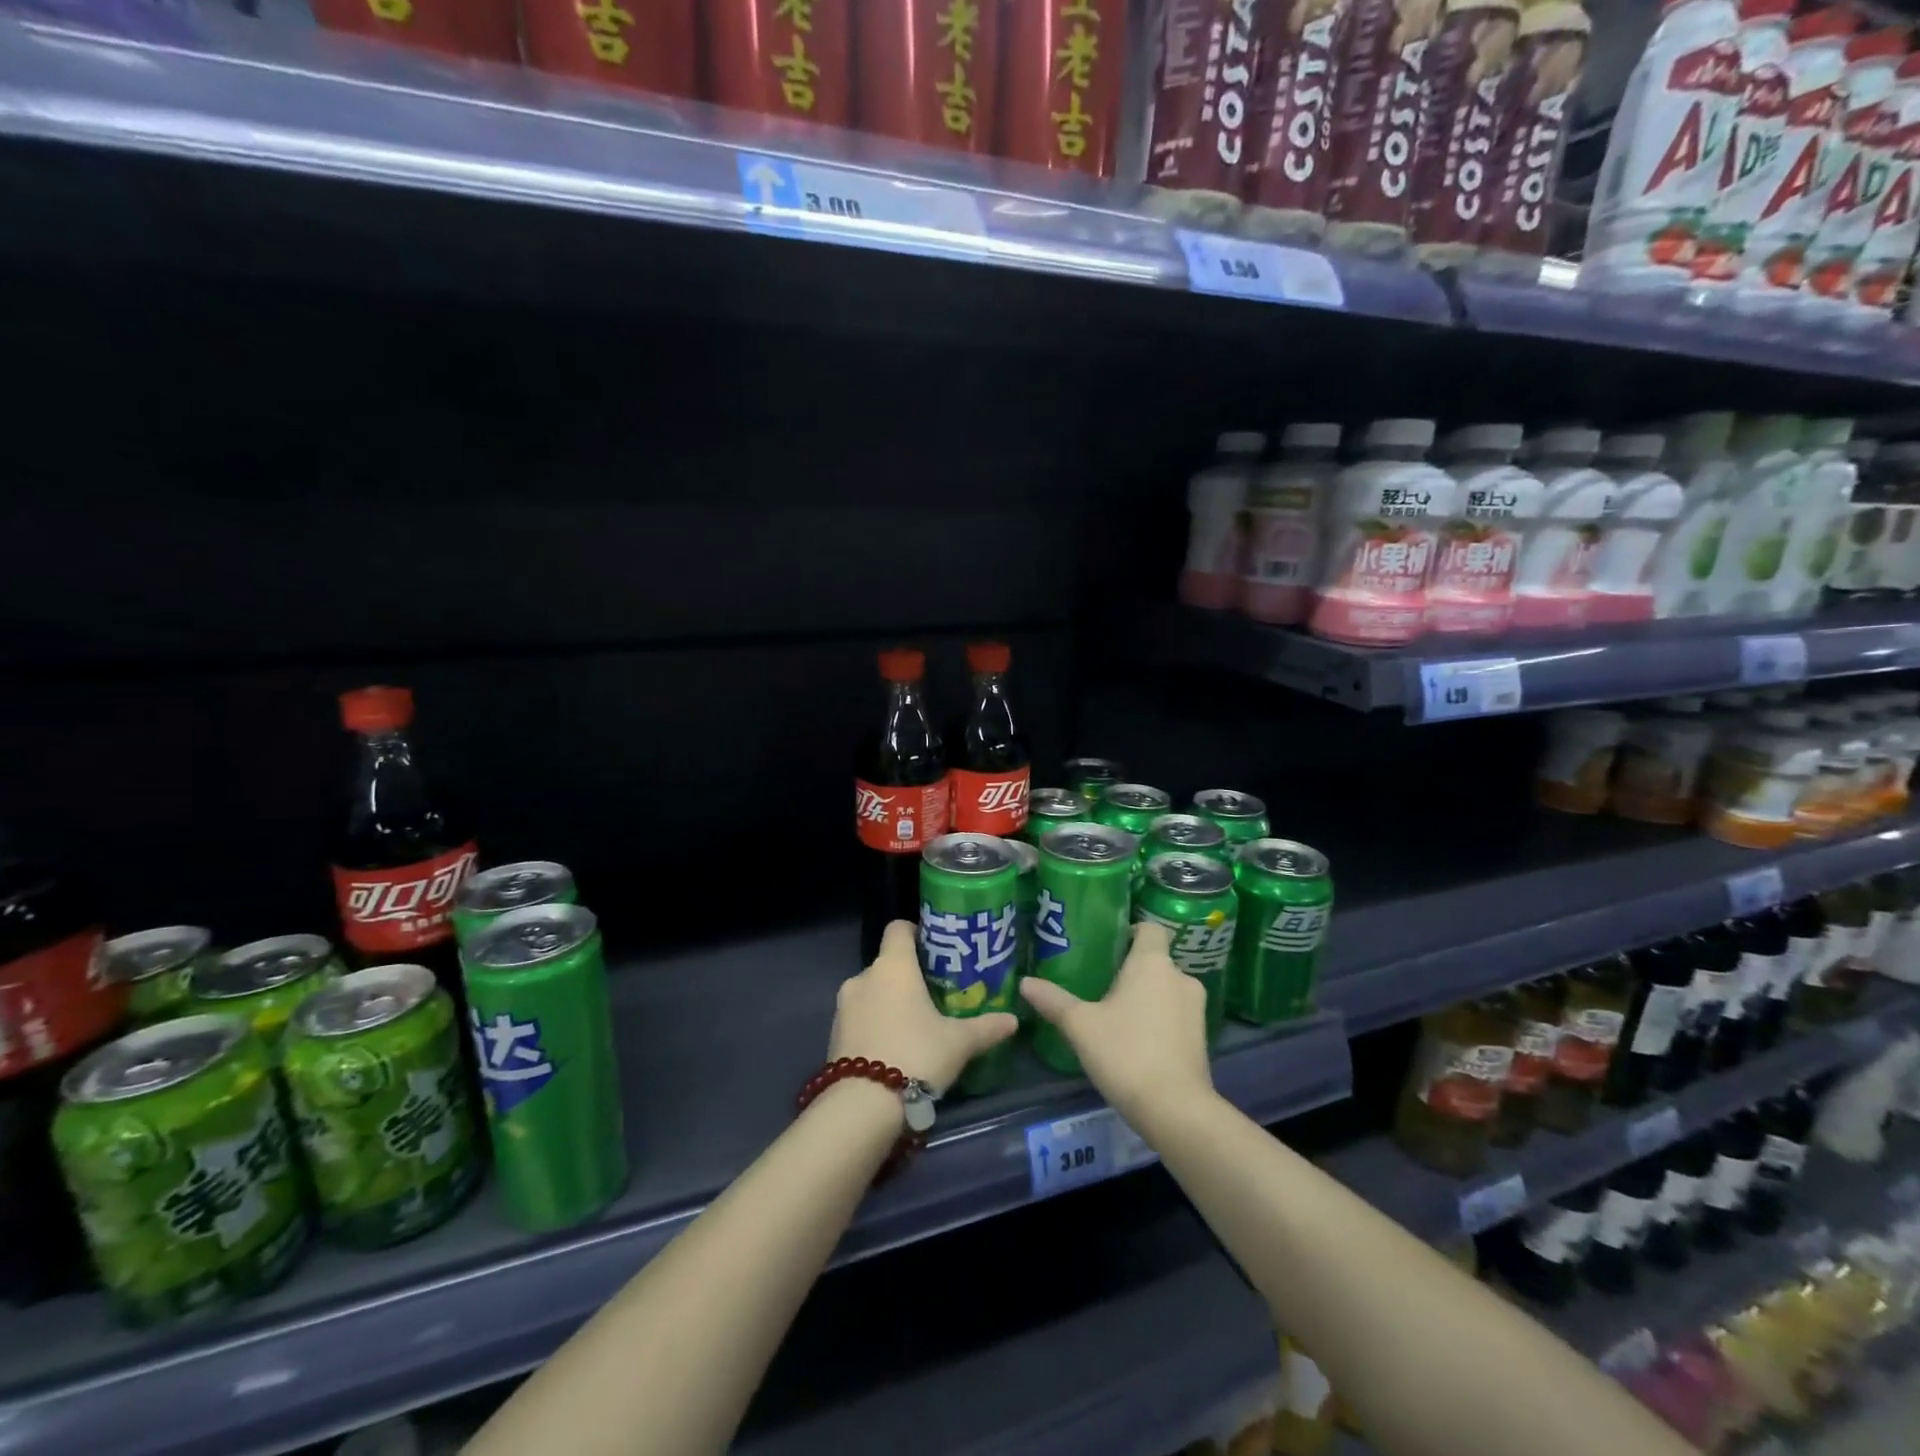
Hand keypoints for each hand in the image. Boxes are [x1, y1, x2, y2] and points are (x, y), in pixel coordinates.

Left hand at [829, 921, 1018, 1093]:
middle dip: (908, 976)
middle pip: (887, 963)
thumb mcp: (958, 1043)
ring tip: (915, 1025)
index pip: (899, 928)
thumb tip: (1013, 1020)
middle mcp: (863, 977)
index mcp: (893, 966)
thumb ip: (985, 1028)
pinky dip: (874, 1024)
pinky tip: (893, 1047)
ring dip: (889, 1001)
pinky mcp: (833, 1034)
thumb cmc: (916, 1056)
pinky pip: (859, 1017)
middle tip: (933, 994)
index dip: (916, 932)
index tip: (935, 949)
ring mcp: (843, 1006)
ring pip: (871, 991)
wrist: (862, 1106)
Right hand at [1020, 922, 1213, 1130]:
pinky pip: (1176, 1013)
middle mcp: (1180, 977)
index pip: (1149, 927)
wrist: (1176, 1109)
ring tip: (1116, 1013)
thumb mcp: (1080, 1025)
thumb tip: (1025, 982)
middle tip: (1100, 983)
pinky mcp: (1202, 1036)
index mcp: (1152, 963)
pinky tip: (1136, 1039)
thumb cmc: (1125, 1053)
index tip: (1107, 946)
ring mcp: (1196, 1008)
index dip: (1130, 930)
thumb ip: (1053, 1000)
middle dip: (1131, 969)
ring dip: (1146, 995)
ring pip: (1166, 988)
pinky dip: (1159, 1018)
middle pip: (1155, 960)